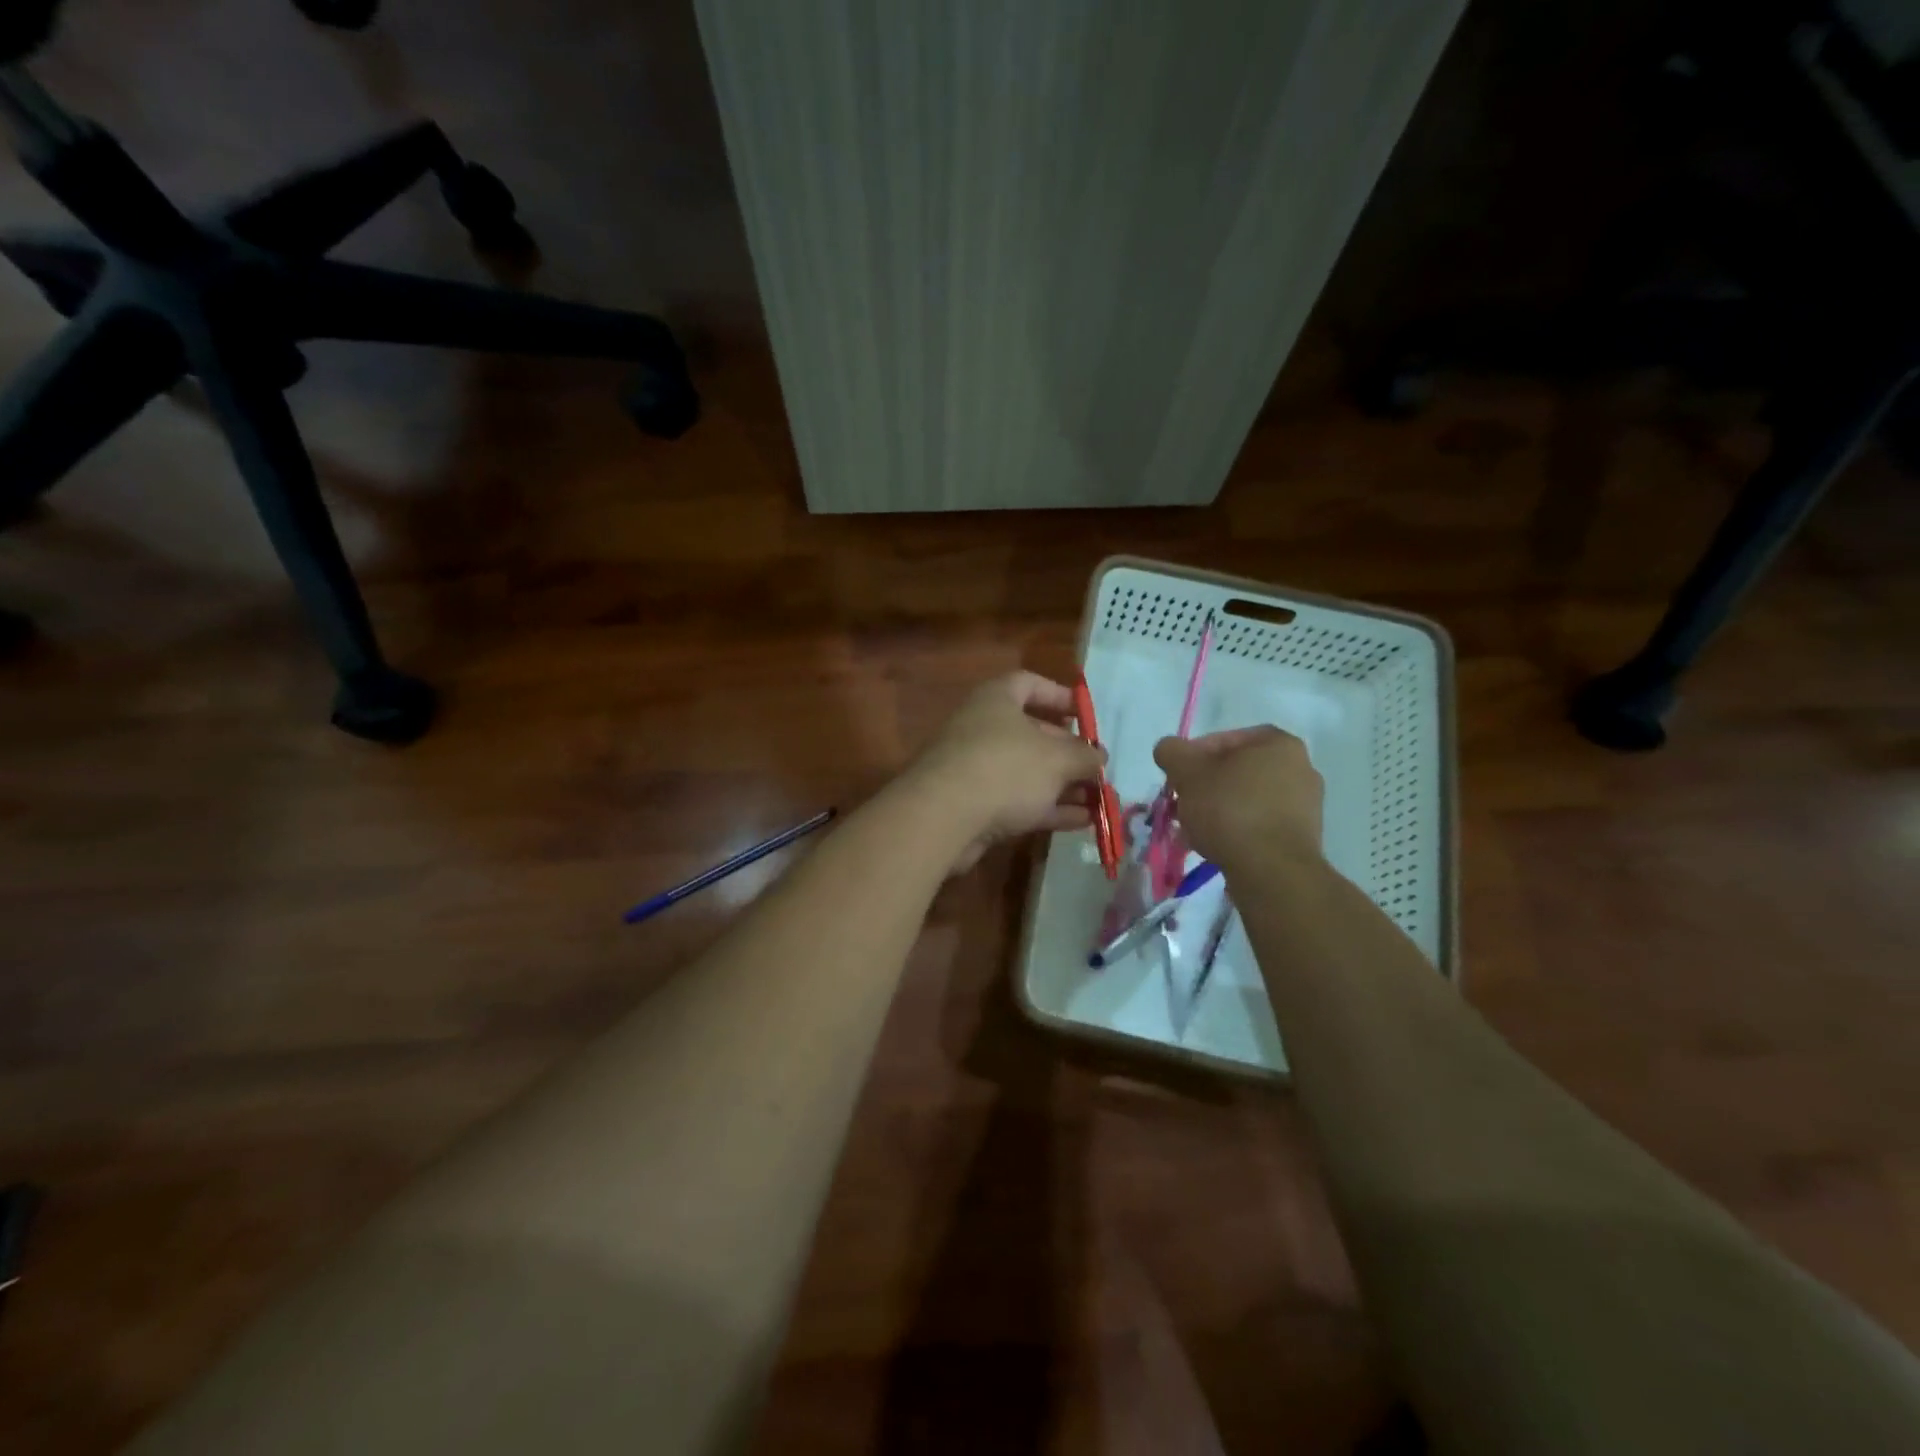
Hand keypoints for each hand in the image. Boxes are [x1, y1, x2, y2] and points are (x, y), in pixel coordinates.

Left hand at [908, 672, 1105, 872]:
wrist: (943, 818)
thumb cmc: (1005, 769)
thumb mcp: (1057, 759)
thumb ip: (1084, 756)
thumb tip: (1098, 757)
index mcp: (996, 700)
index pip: (1028, 683)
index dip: (1059, 695)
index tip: (1085, 716)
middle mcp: (982, 728)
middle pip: (1032, 732)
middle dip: (1068, 751)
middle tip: (1096, 768)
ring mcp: (975, 768)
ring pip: (1027, 771)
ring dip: (1063, 784)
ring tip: (1098, 799)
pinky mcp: (973, 805)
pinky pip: (1018, 801)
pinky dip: (1048, 808)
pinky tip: (1081, 821)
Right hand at [1153, 726, 1323, 870]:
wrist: (1271, 871)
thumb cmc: (1230, 810)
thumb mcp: (1187, 772)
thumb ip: (1172, 752)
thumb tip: (1168, 749)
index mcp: (1279, 744)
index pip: (1226, 738)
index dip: (1193, 755)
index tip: (1176, 776)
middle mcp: (1301, 768)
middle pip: (1236, 771)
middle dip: (1204, 786)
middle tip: (1182, 802)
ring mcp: (1306, 805)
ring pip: (1246, 799)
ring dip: (1218, 809)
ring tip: (1192, 829)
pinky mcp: (1301, 837)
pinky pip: (1259, 824)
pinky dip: (1236, 830)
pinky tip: (1214, 845)